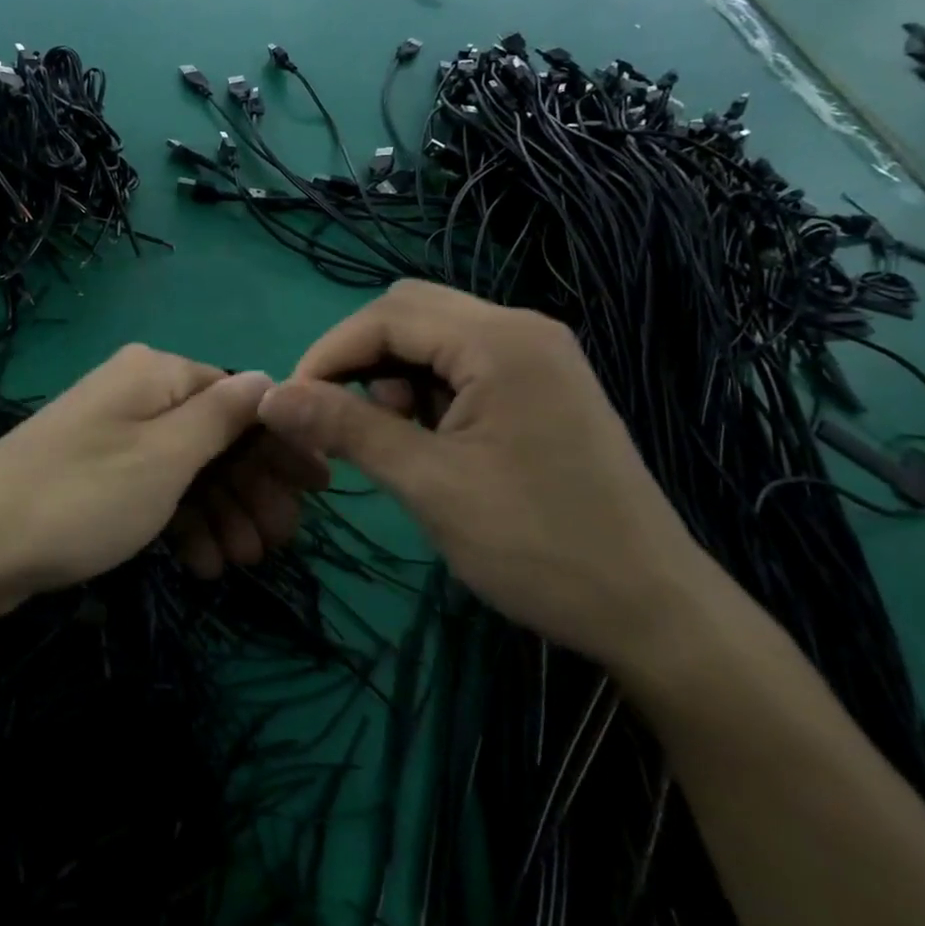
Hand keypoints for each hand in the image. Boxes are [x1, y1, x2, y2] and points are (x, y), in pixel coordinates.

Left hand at [0, 346, 326, 619]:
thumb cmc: (81, 496)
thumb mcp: (165, 456)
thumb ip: (222, 416)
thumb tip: (270, 377)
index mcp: (157, 374)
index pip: (240, 399)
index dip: (280, 443)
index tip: (318, 491)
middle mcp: (137, 394)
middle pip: (216, 436)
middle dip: (252, 489)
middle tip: (279, 543)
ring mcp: (114, 436)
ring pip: (188, 470)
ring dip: (221, 514)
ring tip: (242, 564)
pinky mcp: (96, 476)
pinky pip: (156, 491)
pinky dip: (182, 523)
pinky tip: (201, 565)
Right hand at [257, 281, 721, 672]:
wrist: (654, 613)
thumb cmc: (538, 546)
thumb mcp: (429, 484)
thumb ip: (346, 428)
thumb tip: (271, 398)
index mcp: (501, 341)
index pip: (386, 316)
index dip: (328, 353)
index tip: (292, 404)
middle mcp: (522, 329)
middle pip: (410, 312)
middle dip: (360, 358)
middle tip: (338, 416)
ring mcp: (539, 357)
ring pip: (435, 337)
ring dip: (395, 375)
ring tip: (394, 438)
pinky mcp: (544, 386)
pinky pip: (464, 364)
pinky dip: (428, 390)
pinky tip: (431, 439)